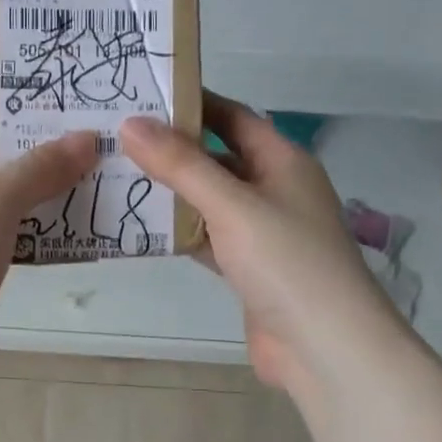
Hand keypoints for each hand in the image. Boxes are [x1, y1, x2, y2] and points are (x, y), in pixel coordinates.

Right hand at [121, 94, 394, 392]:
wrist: (324, 346)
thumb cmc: (286, 261)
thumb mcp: (231, 204)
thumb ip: (181, 165)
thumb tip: (131, 123)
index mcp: (283, 161)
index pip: (233, 117)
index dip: (193, 103)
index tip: (143, 94)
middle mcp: (274, 190)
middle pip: (218, 158)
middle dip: (173, 149)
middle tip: (117, 138)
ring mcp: (262, 232)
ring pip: (209, 201)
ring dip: (172, 192)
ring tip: (118, 176)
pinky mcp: (248, 268)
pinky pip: (207, 238)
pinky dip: (180, 232)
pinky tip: (141, 227)